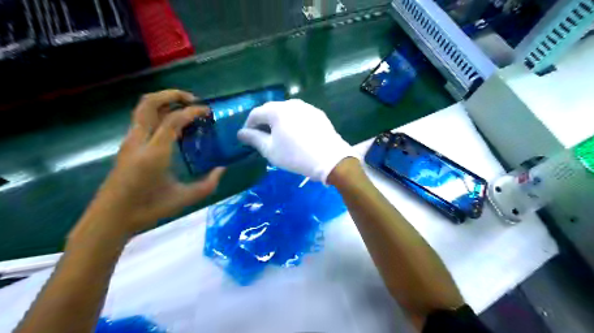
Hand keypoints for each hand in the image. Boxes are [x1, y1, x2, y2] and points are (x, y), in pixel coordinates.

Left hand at [82, 90, 223, 236]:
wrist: (111, 217)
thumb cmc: (148, 208)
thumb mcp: (184, 198)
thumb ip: (208, 184)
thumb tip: (221, 169)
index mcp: (154, 153)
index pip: (173, 120)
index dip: (192, 111)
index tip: (207, 112)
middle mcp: (139, 141)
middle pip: (150, 103)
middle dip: (172, 95)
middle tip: (193, 100)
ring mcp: (130, 142)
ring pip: (143, 109)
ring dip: (164, 102)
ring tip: (185, 109)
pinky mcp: (127, 146)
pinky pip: (143, 120)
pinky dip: (159, 114)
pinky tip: (173, 126)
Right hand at [238, 99, 356, 181]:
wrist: (330, 159)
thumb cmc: (295, 156)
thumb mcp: (270, 150)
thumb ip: (253, 139)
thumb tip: (241, 133)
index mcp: (277, 110)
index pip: (256, 114)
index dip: (249, 125)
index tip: (248, 137)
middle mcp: (291, 103)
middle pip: (271, 110)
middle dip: (264, 122)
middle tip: (263, 137)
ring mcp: (307, 107)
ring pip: (286, 111)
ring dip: (279, 121)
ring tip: (280, 135)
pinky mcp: (318, 114)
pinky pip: (300, 115)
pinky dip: (293, 122)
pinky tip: (297, 134)